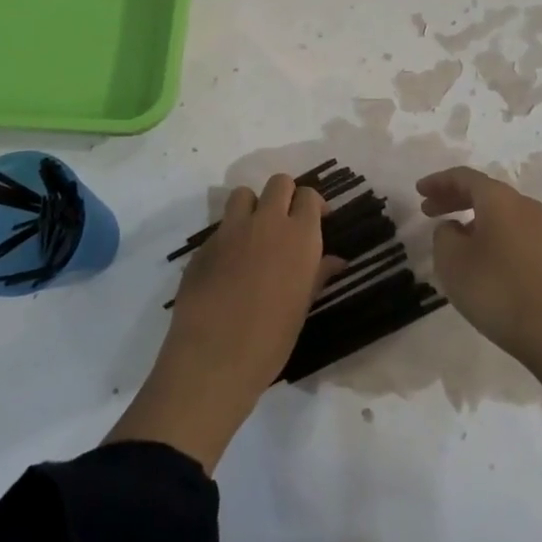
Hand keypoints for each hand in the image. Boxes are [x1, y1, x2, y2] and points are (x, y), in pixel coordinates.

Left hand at [105, 174, 327, 470]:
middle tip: (286, 222)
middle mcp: (266, 223)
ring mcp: (230, 230)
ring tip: (254, 235)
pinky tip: (228, 267)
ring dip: (252, 207)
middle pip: (278, 183)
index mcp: (299, 236)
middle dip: (285, 195)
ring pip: (243, 194)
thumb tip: (337, 260)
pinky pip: (220, 227)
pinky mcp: (203, 246)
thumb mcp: (302, 307)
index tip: (315, 220)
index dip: (312, 204)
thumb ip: (318, 274)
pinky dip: (228, 237)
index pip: (308, 195)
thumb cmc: (271, 339)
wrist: (214, 358)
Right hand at [417, 166, 541, 367]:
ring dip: (469, 216)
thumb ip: (443, 234)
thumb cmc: (495, 287)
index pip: (463, 177)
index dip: (438, 182)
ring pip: (497, 210)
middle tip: (427, 210)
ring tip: (448, 234)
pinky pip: (508, 228)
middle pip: (482, 191)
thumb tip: (455, 228)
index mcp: (498, 198)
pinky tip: (475, 253)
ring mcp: (538, 229)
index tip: (418, 191)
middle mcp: (522, 205)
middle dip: (452, 197)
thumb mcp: (451, 259)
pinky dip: (486, 230)